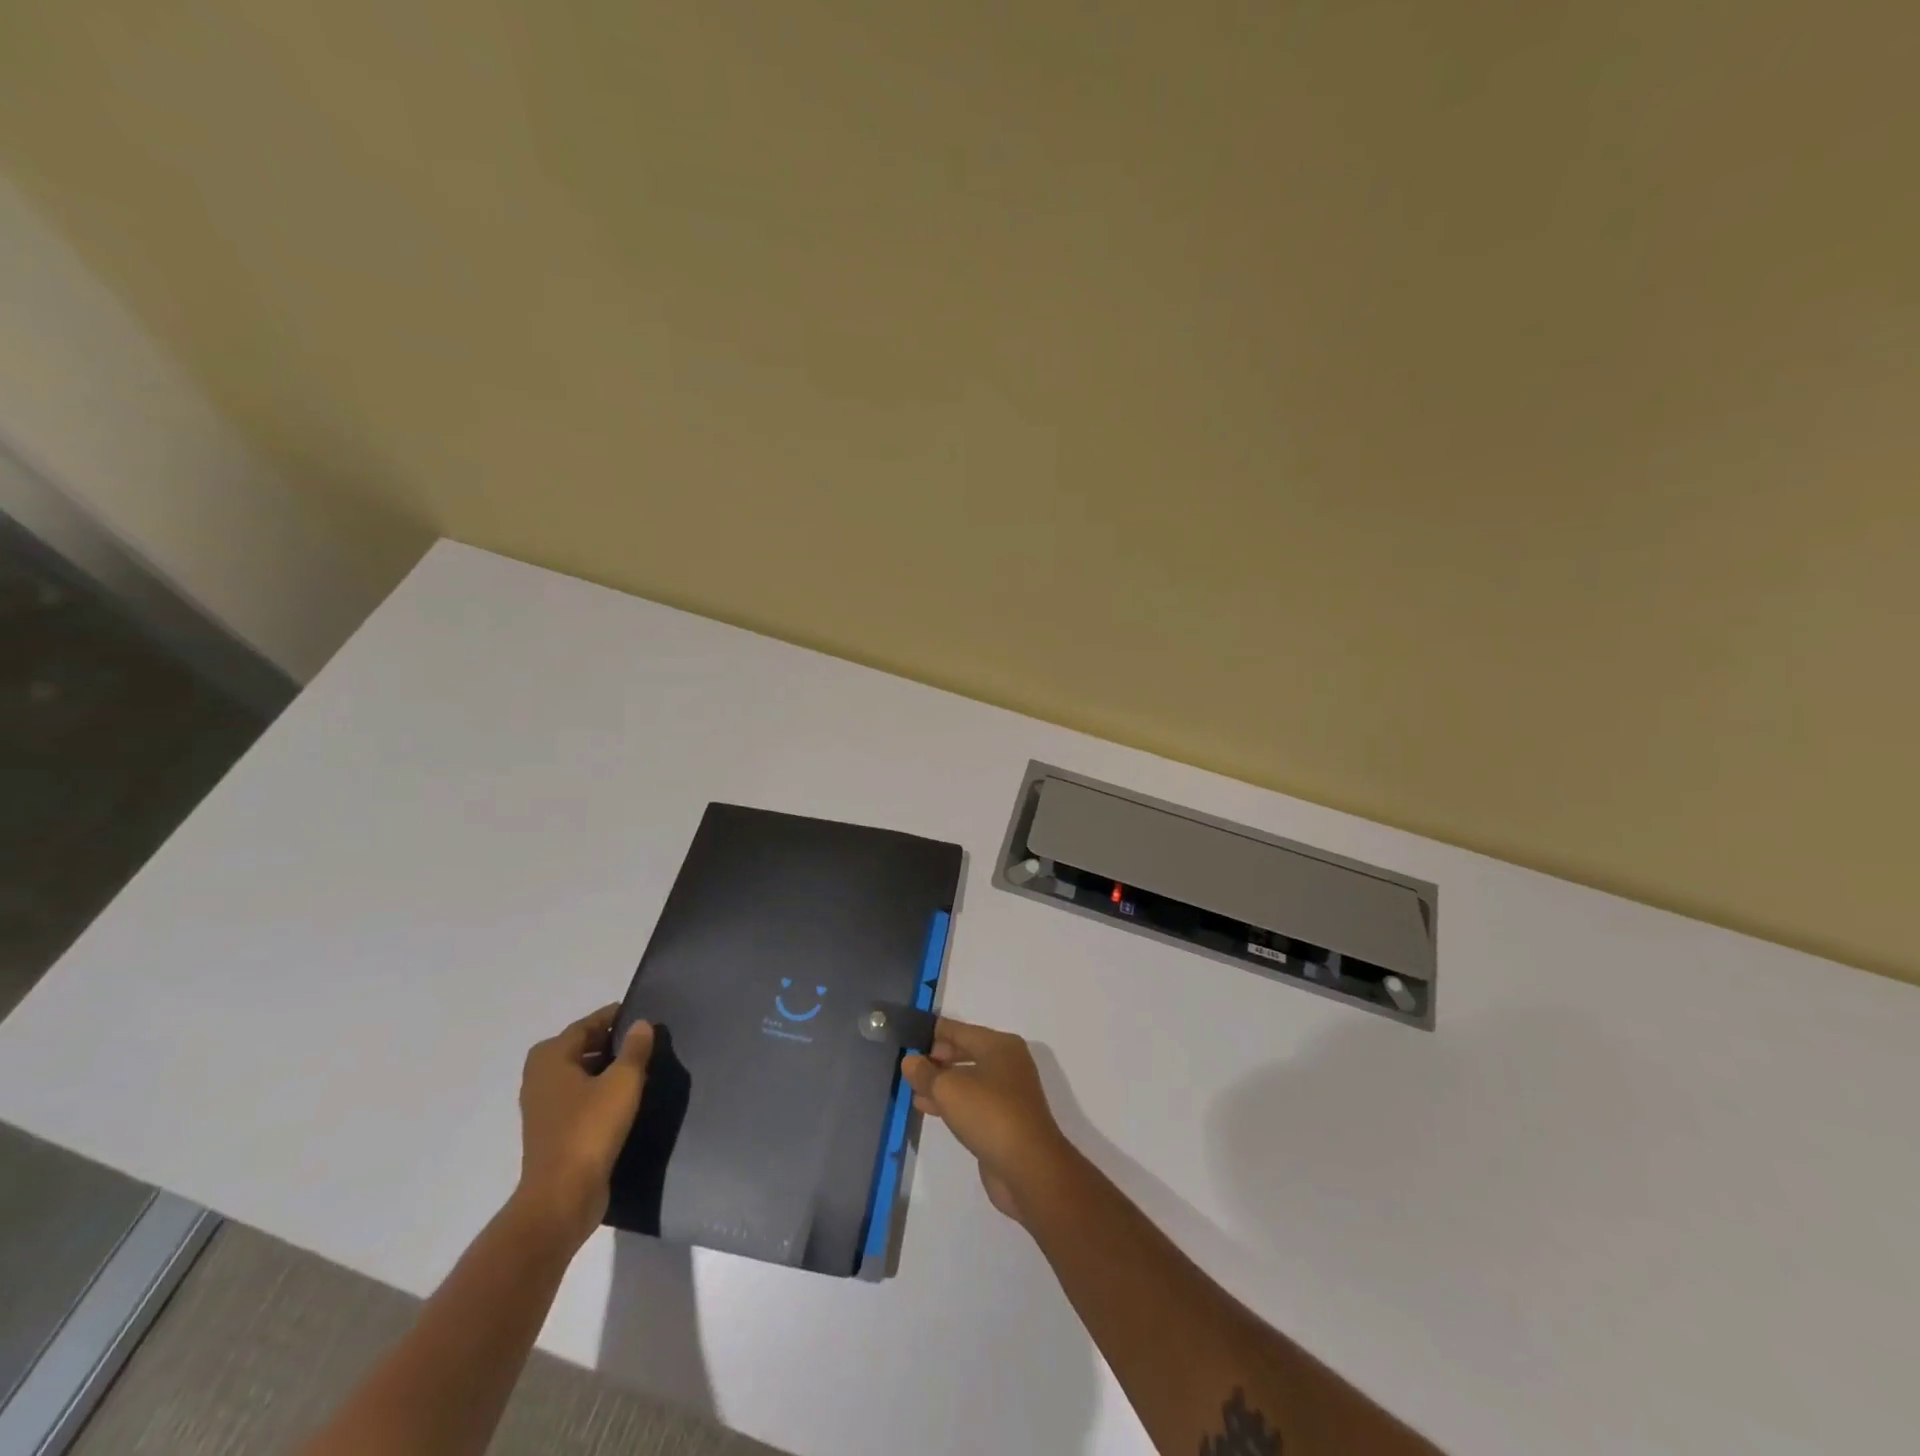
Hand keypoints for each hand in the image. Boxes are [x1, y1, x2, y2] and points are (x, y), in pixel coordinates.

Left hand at [514, 1005, 653, 1250]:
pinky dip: (599, 1093)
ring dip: (604, 1069)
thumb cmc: (590, 1129)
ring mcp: (543, 1109)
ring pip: (579, 1075)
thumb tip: (640, 1024)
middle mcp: (540, 1079)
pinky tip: (626, 1099)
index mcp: (551, 1058)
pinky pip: (579, 1099)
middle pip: (579, 1048)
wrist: (562, 1197)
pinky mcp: (553, 1134)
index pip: (585, 1025)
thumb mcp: (622, 1081)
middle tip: (642, 1039)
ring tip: (639, 1067)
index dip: (612, 1017)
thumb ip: (634, 1049)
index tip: (639, 1013)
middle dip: (608, 1042)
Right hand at [902, 1018, 1076, 1223]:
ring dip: (940, 1082)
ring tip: (911, 1086)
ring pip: (967, 1079)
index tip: (908, 1034)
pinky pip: (971, 1102)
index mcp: (999, 1045)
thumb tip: (910, 1061)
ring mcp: (1007, 1093)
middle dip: (936, 1057)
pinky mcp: (1004, 1120)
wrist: (1029, 1168)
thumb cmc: (990, 1114)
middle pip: (964, 1052)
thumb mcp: (949, 1089)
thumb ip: (926, 1073)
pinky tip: (925, 1106)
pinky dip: (950, 1102)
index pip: (959, 1030)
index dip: (932, 1031)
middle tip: (907, 1062)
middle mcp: (1007, 1063)